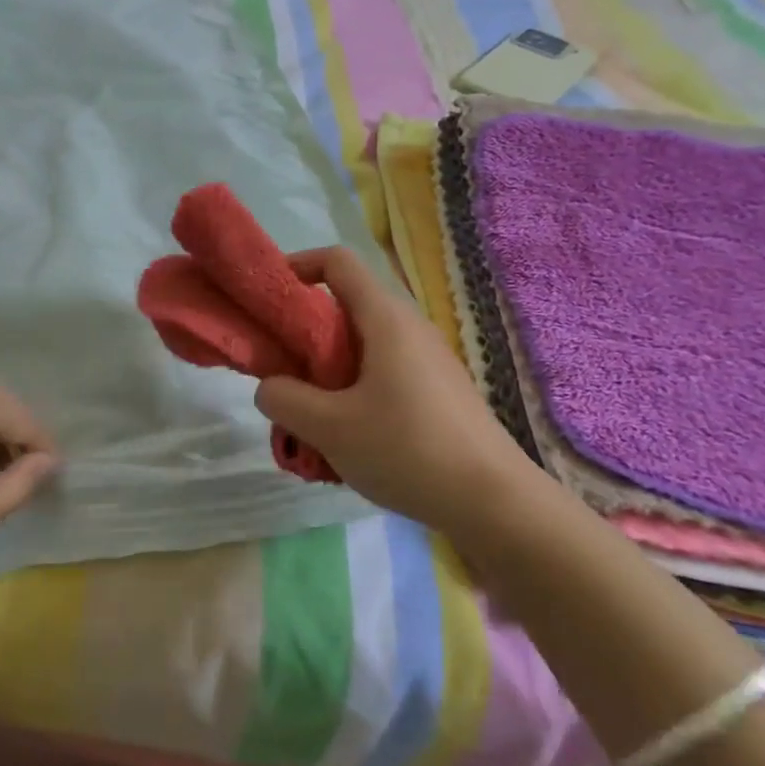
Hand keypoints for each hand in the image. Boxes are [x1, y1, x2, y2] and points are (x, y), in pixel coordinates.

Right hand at [254, 248, 522, 526]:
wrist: (496, 504)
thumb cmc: (408, 450)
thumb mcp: (329, 428)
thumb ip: (284, 399)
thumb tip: (270, 386)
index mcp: (385, 319)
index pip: (337, 261)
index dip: (297, 266)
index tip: (268, 299)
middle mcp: (408, 328)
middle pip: (344, 306)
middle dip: (303, 333)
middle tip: (280, 371)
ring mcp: (427, 360)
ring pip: (361, 345)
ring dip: (326, 370)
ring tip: (308, 415)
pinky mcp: (436, 392)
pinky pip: (381, 373)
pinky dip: (352, 391)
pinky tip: (347, 438)